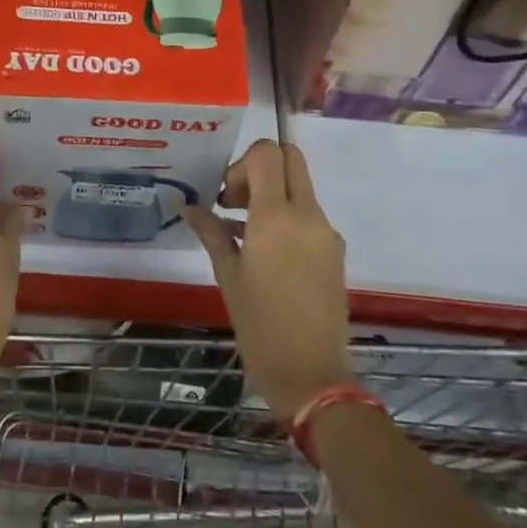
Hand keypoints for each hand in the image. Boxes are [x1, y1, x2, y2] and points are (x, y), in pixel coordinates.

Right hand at [185, 140, 352, 417]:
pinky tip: (263, 252)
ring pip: (299, 187)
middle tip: (235, 202)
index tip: (226, 197)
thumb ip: (211, 233)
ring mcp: (326, 232)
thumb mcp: (228, 276)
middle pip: (290, 159)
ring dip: (272, 194)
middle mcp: (307, 215)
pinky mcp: (335, 250)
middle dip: (259, 168)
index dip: (242, 163)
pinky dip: (286, 217)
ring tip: (241, 232)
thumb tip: (191, 208)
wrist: (311, 374)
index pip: (268, 153)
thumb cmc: (259, 325)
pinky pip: (308, 215)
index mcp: (276, 217)